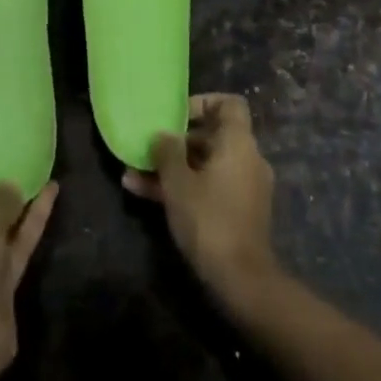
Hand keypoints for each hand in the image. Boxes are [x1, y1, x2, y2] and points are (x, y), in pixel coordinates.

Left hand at [0, 176, 58, 376]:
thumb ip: (0, 200)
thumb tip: (10, 184)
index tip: (5, 153)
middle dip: (4, 187)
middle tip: (28, 161)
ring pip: (3, 226)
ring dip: (22, 204)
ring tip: (45, 173)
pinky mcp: (1, 282)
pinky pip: (18, 244)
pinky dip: (32, 223)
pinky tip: (51, 198)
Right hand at [122, 93, 278, 306]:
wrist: (241, 278)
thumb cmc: (208, 219)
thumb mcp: (178, 182)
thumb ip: (167, 151)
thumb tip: (163, 134)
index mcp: (239, 143)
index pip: (230, 104)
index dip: (202, 102)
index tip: (175, 115)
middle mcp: (247, 159)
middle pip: (212, 135)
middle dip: (176, 141)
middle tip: (147, 148)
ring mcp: (244, 186)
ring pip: (205, 164)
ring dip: (172, 167)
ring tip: (133, 175)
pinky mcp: (238, 210)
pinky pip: (209, 185)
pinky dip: (183, 186)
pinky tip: (145, 195)